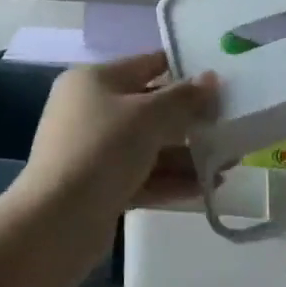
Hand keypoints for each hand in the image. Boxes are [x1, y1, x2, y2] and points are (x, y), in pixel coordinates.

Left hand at [16, 53, 218, 219]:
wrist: (56, 222)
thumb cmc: (103, 149)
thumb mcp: (148, 116)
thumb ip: (184, 97)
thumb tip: (211, 78)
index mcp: (94, 80)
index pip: (146, 64)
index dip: (183, 71)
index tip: (219, 81)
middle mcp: (91, 109)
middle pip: (149, 107)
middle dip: (190, 119)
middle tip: (228, 126)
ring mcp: (93, 150)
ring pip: (148, 145)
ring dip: (186, 154)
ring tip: (228, 163)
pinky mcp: (99, 186)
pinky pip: (142, 175)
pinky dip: (171, 179)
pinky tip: (207, 187)